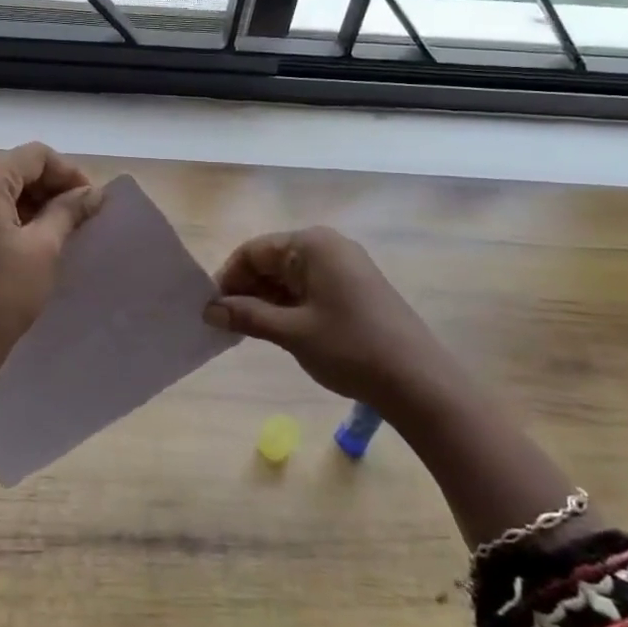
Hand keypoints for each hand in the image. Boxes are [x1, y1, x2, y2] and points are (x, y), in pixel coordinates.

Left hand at [0, 143, 101, 381]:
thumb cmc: (2, 294)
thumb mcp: (44, 248)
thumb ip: (68, 211)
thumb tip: (93, 193)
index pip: (35, 156)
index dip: (69, 173)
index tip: (93, 201)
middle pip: (15, 169)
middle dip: (51, 187)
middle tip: (82, 216)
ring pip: (0, 190)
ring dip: (33, 203)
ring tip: (63, 230)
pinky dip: (11, 217)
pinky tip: (34, 240)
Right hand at [205, 227, 459, 424]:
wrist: (419, 382)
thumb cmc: (350, 348)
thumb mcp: (292, 332)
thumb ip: (246, 315)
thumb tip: (208, 310)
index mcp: (312, 244)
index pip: (253, 250)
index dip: (228, 277)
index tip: (209, 308)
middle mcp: (327, 247)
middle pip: (271, 261)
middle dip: (245, 290)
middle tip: (224, 323)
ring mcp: (344, 267)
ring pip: (288, 277)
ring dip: (265, 301)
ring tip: (245, 331)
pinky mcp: (354, 289)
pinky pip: (308, 288)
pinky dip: (287, 306)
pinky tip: (275, 330)